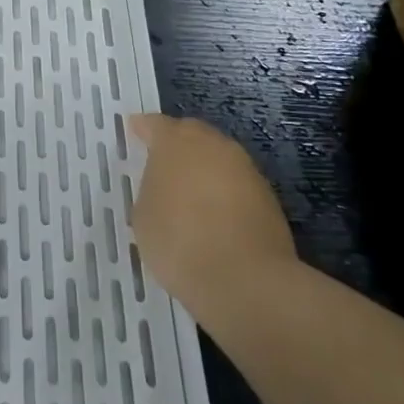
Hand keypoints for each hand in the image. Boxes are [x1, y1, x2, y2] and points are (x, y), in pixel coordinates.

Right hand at [127, 114, 295, 318]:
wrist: (245, 279)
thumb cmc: (179, 241)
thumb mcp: (144, 216)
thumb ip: (151, 190)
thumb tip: (165, 187)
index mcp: (175, 142)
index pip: (155, 125)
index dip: (143, 129)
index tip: (135, 131)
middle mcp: (212, 144)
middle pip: (192, 134)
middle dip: (178, 144)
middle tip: (164, 164)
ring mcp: (244, 168)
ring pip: (218, 158)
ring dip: (204, 169)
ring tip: (190, 195)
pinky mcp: (268, 195)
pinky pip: (236, 184)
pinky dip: (224, 192)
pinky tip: (215, 217)